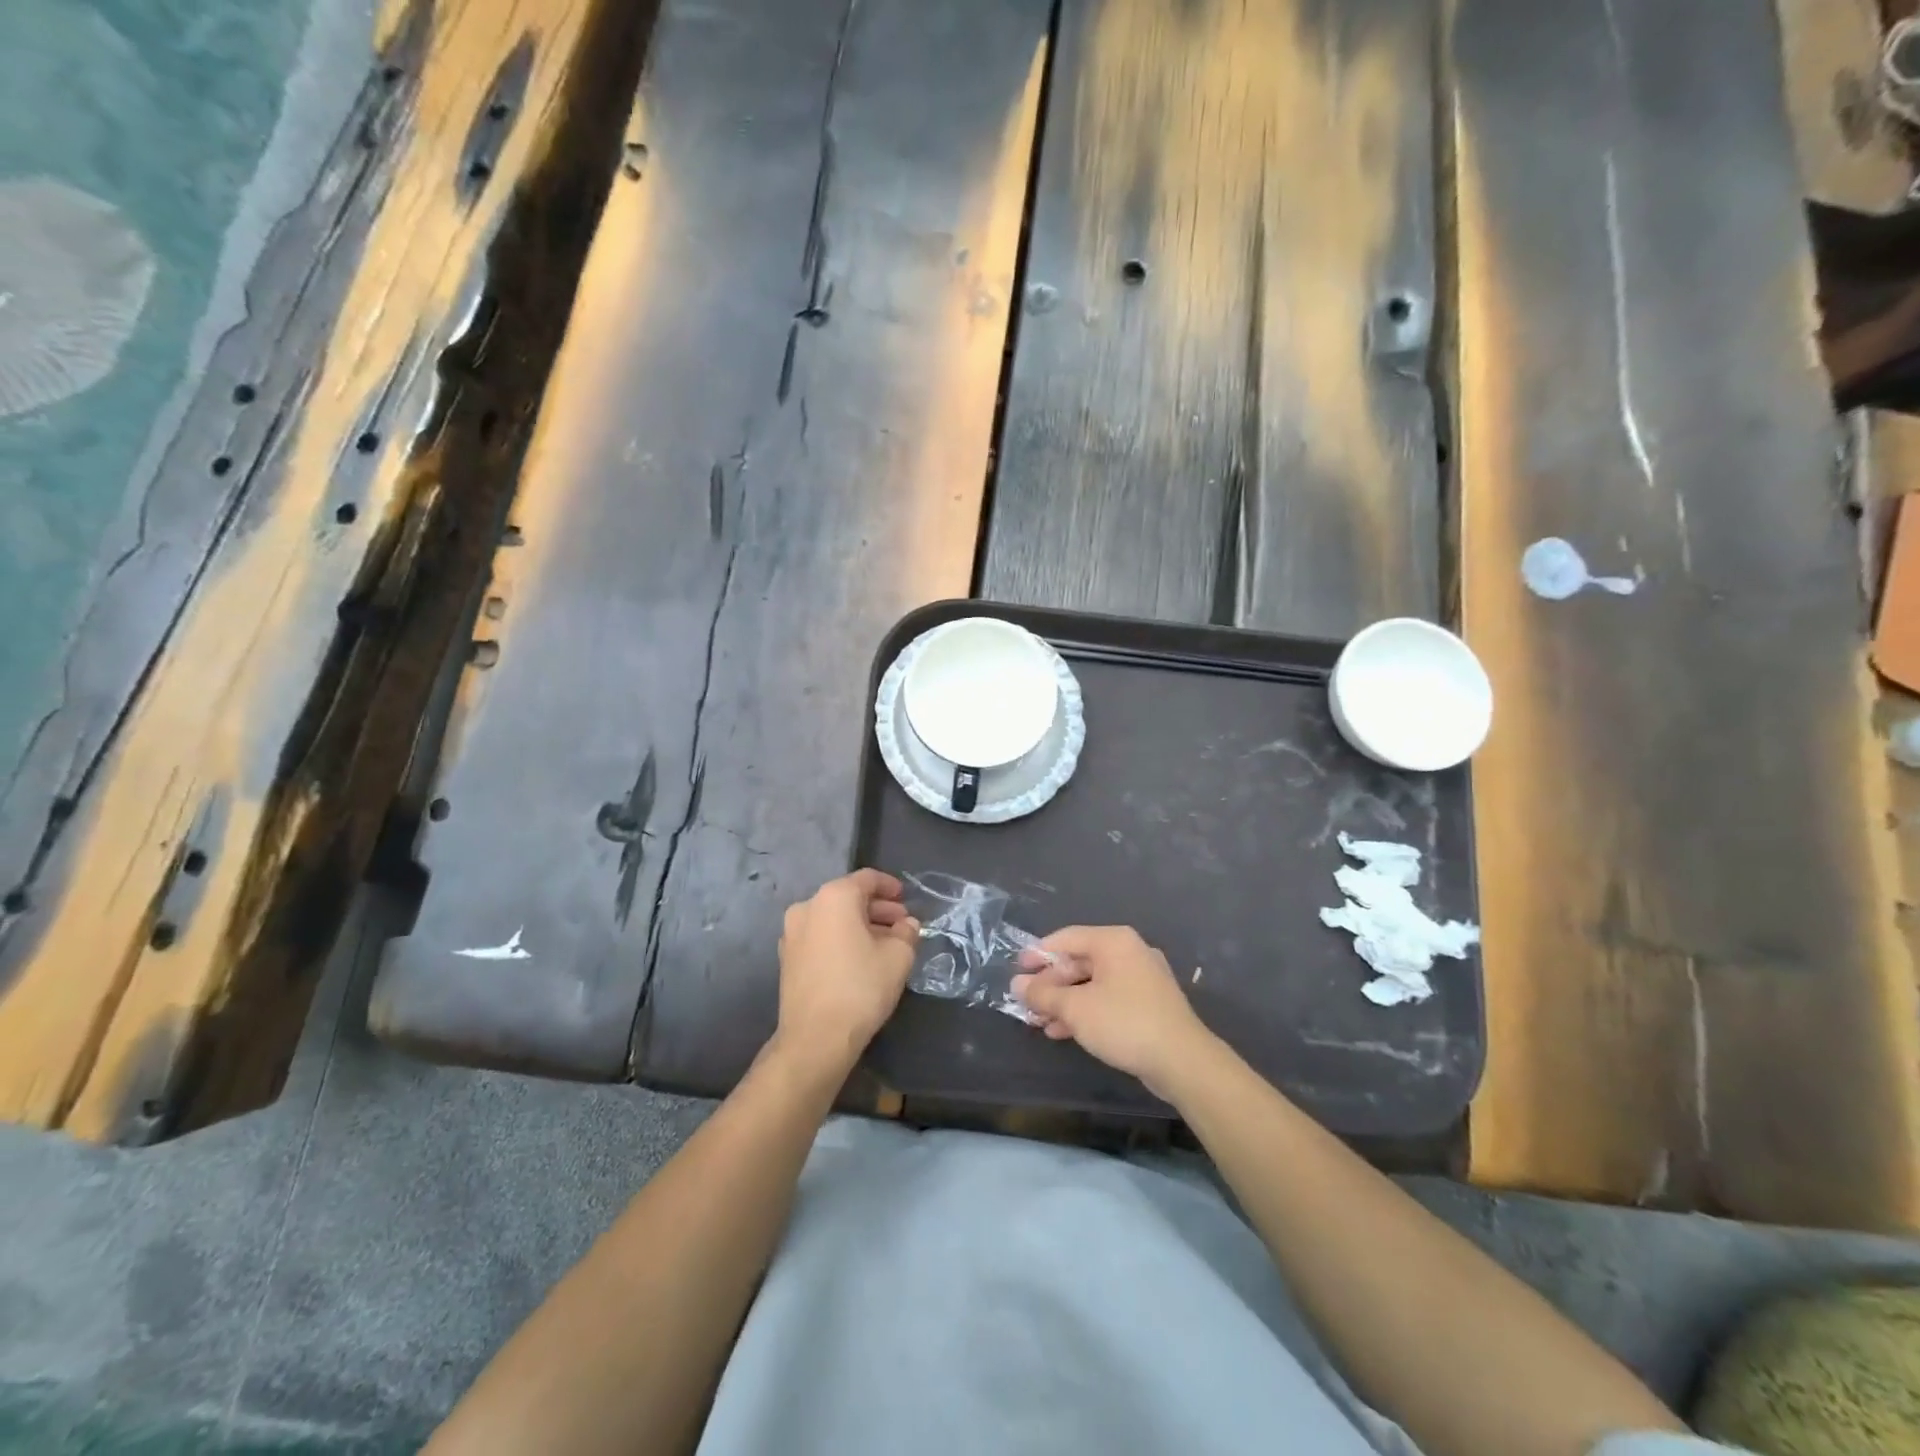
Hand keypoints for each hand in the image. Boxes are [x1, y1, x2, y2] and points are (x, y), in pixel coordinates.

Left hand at [773, 869, 919, 1080]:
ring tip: (885, 944)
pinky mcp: (787, 958)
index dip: (890, 886)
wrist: (815, 1038)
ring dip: (859, 925)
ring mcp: (792, 933)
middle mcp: (808, 906)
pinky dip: (841, 939)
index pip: (867, 879)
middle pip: (849, 897)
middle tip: (901, 925)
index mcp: (834, 897)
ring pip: (833, 918)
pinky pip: (820, 936)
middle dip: (877, 909)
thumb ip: (907, 932)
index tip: (906, 899)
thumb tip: (907, 925)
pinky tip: (860, 959)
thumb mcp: (898, 956)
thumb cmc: (860, 987)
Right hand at [1010, 926, 1217, 1099]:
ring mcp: (1142, 978)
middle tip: (1026, 1003)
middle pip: (1079, 962)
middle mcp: (1129, 952)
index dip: (1038, 954)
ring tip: (1039, 1022)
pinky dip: (1085, 1010)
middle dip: (1051, 984)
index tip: (1016, 971)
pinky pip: (1108, 999)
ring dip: (1064, 1001)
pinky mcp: (1148, 1004)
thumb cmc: (1124, 1023)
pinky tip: (1063, 1031)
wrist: (1182, 1061)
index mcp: (1113, 941)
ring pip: (1093, 984)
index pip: (1066, 938)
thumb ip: (1043, 995)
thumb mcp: (1076, 1009)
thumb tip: (1017, 985)